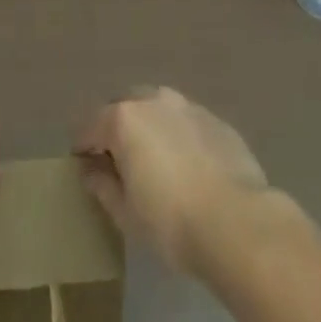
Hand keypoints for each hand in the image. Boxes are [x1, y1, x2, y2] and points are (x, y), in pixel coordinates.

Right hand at [74, 87, 271, 274]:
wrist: (237, 221)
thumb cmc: (171, 221)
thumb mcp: (126, 214)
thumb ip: (103, 185)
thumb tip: (90, 170)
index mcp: (124, 118)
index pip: (91, 125)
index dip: (83, 146)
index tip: (83, 166)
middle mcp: (153, 99)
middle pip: (125, 107)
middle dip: (117, 129)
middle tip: (120, 163)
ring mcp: (187, 105)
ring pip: (158, 109)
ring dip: (150, 128)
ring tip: (156, 162)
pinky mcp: (215, 119)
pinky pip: (186, 123)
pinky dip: (179, 136)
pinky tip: (188, 167)